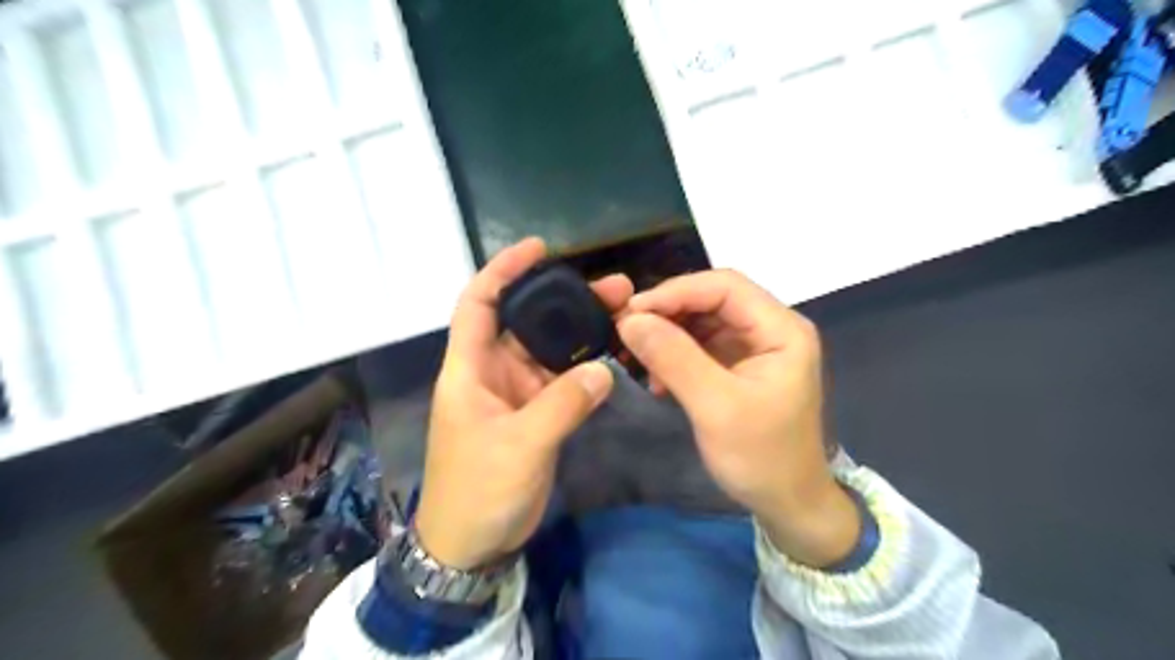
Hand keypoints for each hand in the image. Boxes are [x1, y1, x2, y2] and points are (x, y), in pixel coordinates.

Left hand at [413, 240, 633, 568]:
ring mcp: (516, 394)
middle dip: (564, 299)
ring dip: (580, 333)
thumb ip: (562, 405)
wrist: (470, 545)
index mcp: (469, 369)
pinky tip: (612, 355)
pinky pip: (561, 381)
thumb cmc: (478, 491)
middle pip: (527, 323)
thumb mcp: (519, 446)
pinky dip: (584, 368)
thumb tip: (603, 369)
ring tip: (622, 313)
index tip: (538, 248)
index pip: (479, 303)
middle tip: (614, 288)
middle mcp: (492, 372)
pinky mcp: (534, 415)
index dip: (503, 271)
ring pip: (549, 351)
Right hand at [620, 269, 860, 565]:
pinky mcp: (739, 365)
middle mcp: (770, 328)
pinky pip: (701, 345)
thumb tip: (629, 319)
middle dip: (668, 311)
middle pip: (713, 299)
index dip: (676, 291)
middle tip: (627, 330)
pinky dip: (674, 354)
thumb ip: (674, 358)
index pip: (725, 286)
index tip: (632, 311)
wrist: (787, 503)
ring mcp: (754, 346)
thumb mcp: (715, 407)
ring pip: (703, 320)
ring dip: (668, 333)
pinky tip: (656, 377)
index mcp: (781, 329)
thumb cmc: (761, 457)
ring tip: (637, 355)